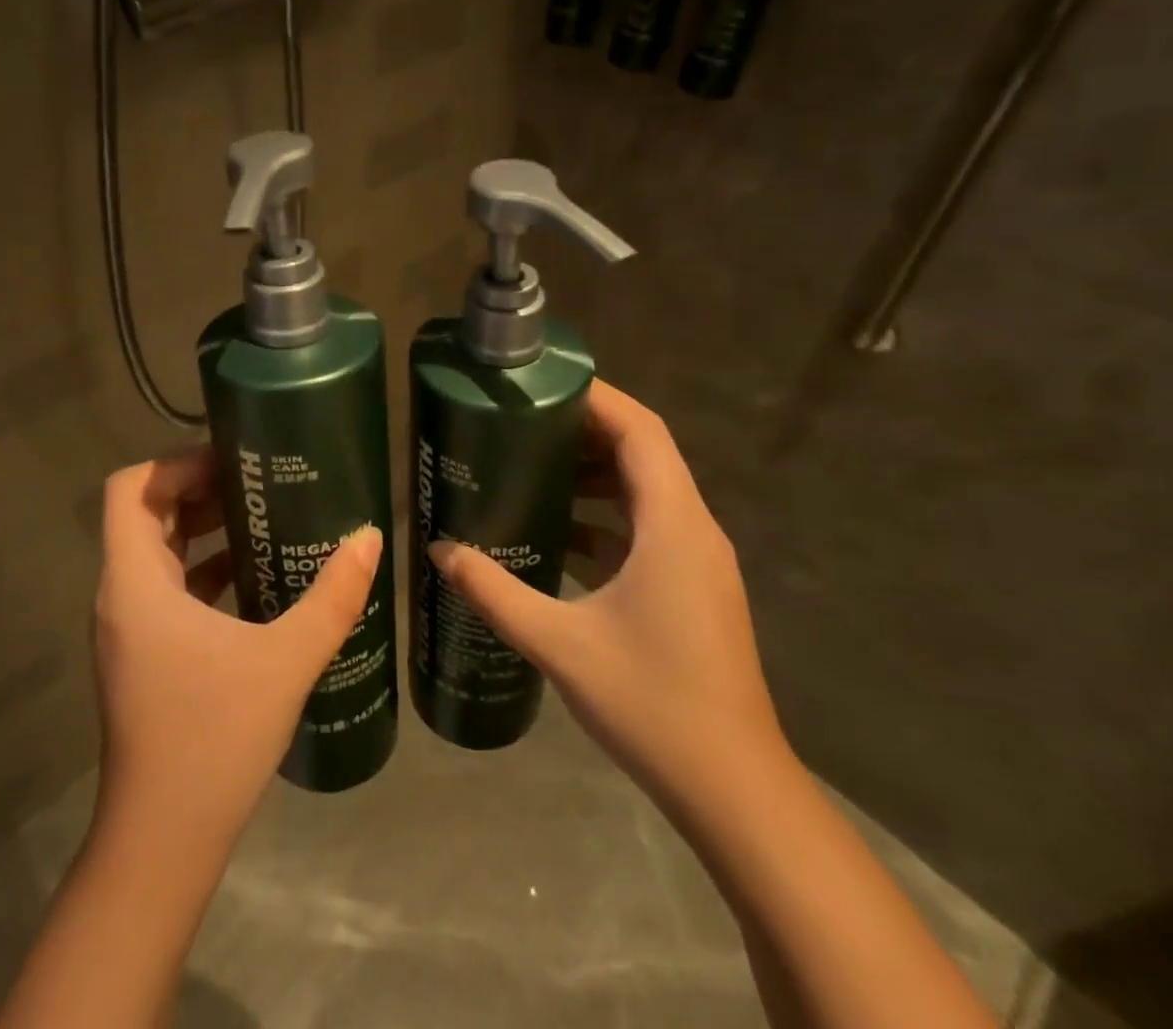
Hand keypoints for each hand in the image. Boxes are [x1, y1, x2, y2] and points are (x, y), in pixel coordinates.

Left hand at [92, 447, 380, 853]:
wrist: (162, 844)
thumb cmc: (213, 740)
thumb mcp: (284, 661)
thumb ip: (331, 597)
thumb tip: (369, 538)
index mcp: (134, 582)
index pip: (130, 489)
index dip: (175, 463)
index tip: (231, 461)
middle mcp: (121, 596)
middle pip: (146, 514)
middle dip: (199, 489)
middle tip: (259, 480)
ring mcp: (130, 629)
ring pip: (158, 552)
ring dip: (204, 529)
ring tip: (265, 517)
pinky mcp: (145, 656)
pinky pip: (169, 589)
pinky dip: (205, 569)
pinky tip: (257, 578)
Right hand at [429, 378, 783, 804]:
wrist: (733, 789)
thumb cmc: (653, 703)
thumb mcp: (559, 643)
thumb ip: (495, 590)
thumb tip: (439, 551)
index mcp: (673, 526)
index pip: (642, 431)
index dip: (597, 397)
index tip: (544, 382)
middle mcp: (693, 530)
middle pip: (644, 453)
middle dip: (585, 430)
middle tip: (523, 421)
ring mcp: (697, 561)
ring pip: (646, 491)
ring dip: (595, 473)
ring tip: (533, 466)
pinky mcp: (692, 588)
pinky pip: (648, 528)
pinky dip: (606, 516)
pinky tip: (559, 533)